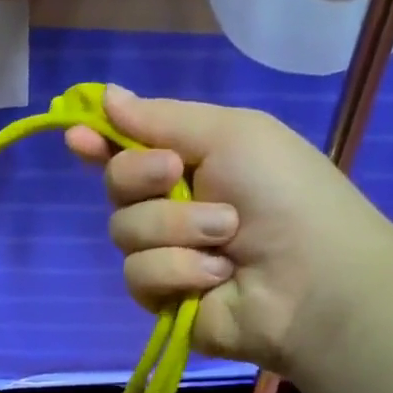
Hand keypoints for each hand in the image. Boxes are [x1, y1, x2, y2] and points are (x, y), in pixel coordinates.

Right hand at [65, 84, 392, 375]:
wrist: (314, 278)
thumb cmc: (283, 193)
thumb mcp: (231, 134)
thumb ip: (161, 118)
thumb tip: (106, 95)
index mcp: (190, 162)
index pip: (127, 149)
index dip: (99, 142)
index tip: (77, 136)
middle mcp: (170, 206)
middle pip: (116, 186)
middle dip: (141, 177)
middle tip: (175, 175)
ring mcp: (163, 253)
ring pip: (124, 232)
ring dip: (174, 229)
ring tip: (225, 237)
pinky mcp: (160, 296)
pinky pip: (138, 275)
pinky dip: (178, 270)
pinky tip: (216, 275)